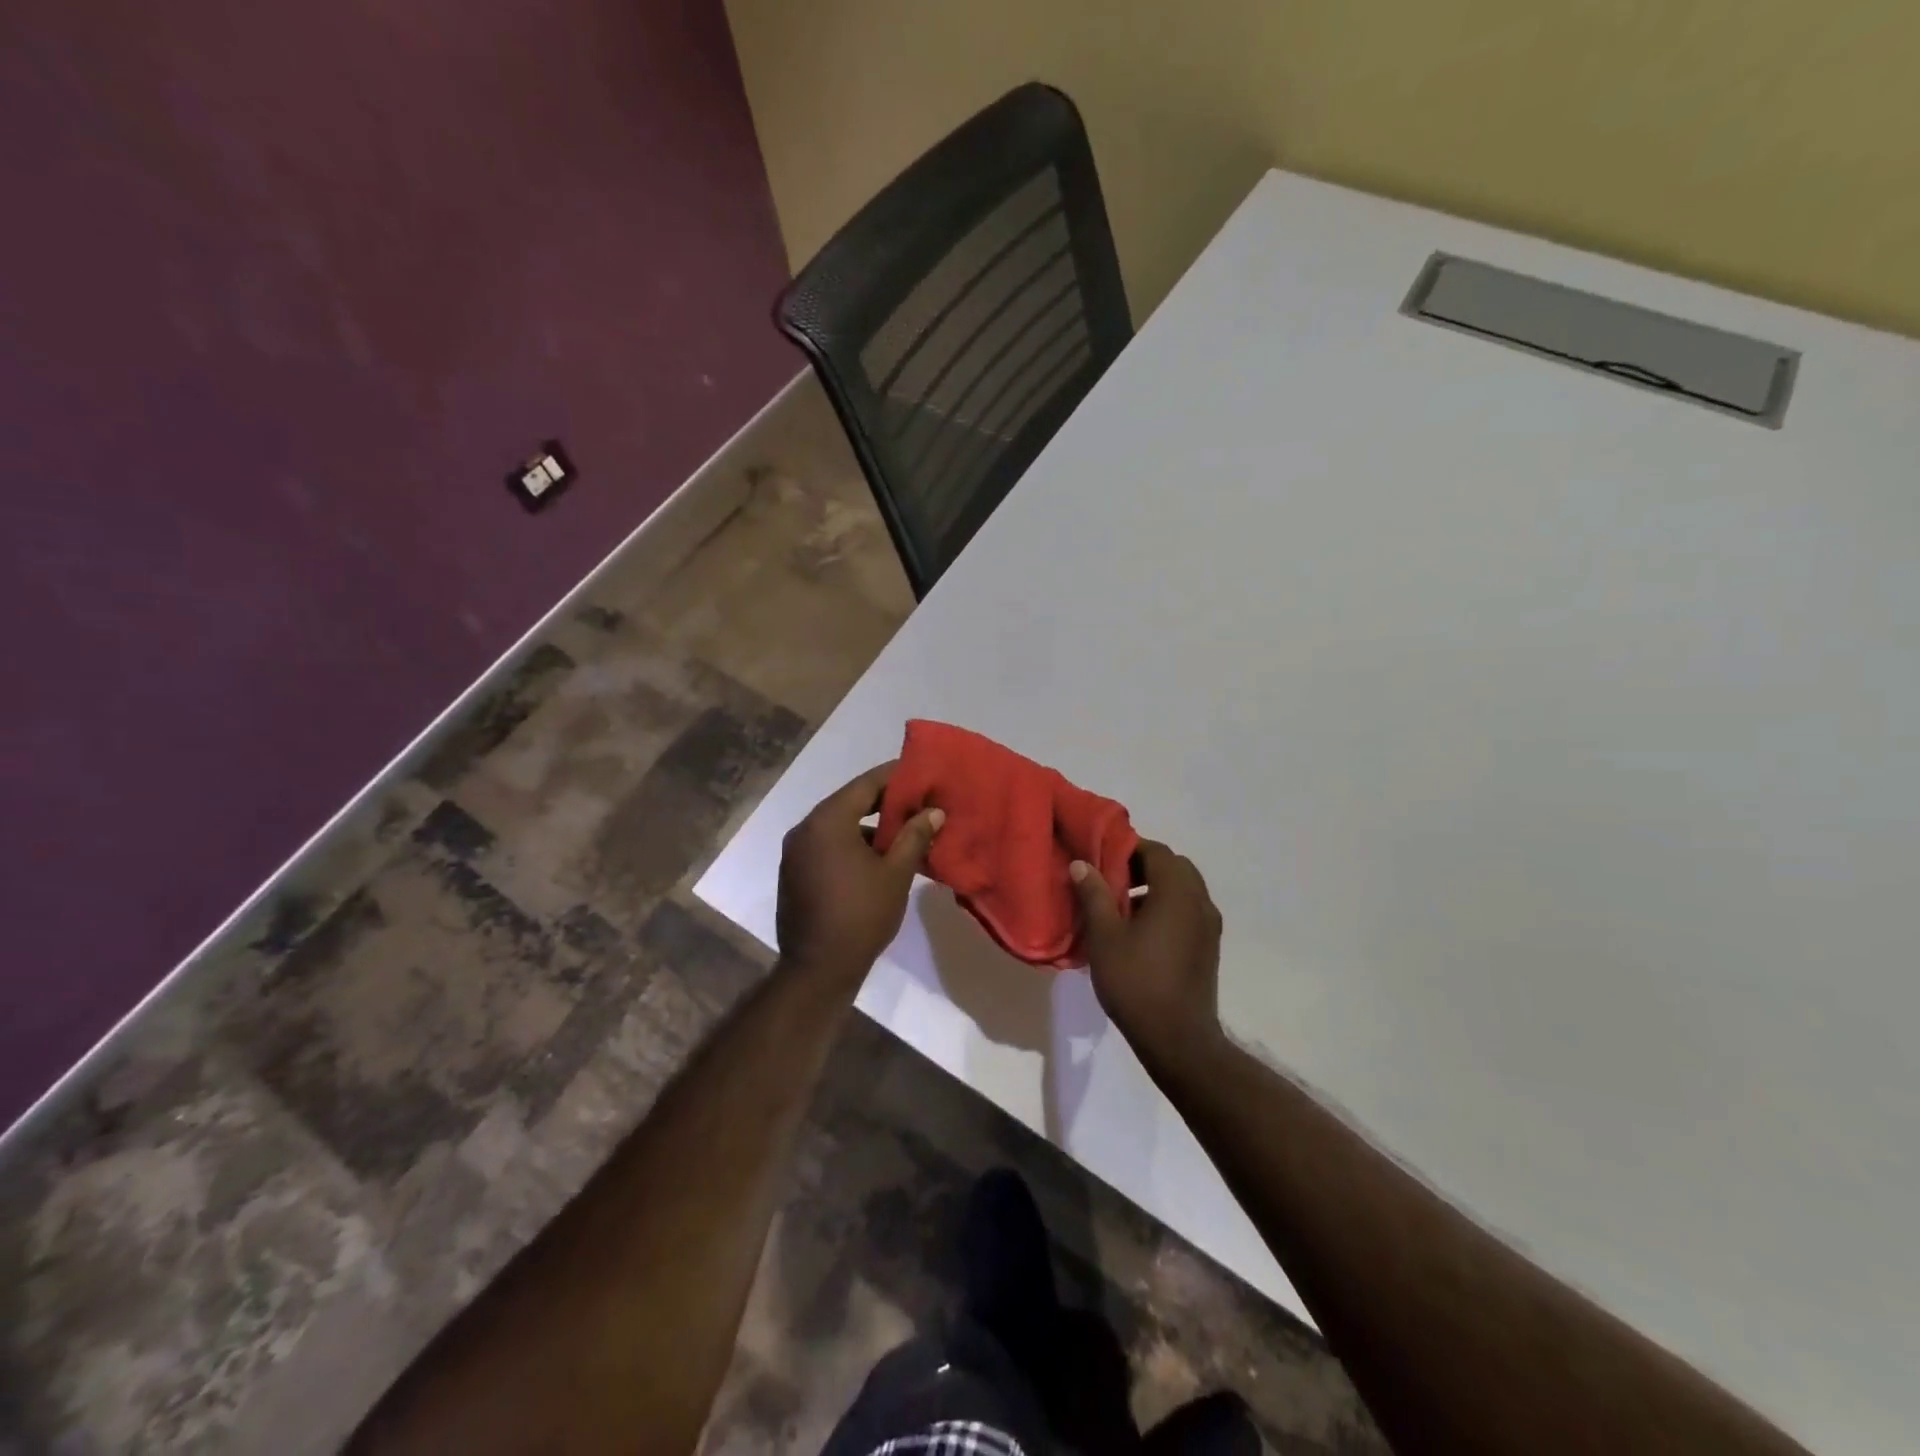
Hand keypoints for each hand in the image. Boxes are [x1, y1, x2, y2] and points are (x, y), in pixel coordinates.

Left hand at [776, 763, 944, 981]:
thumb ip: (914, 836)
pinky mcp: (793, 873)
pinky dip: (849, 844)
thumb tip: (933, 811)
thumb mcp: (896, 873)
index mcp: (828, 821)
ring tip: (901, 834)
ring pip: (837, 826)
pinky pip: (826, 845)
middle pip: (849, 802)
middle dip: (884, 802)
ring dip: (867, 826)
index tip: (919, 773)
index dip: (894, 777)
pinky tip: (874, 859)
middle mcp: (805, 829)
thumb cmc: (861, 915)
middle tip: (917, 803)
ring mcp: (795, 852)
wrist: (818, 969)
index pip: (865, 784)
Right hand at [1070, 841, 1223, 1056]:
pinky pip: (1188, 911)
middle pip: (1174, 867)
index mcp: (1177, 892)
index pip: (1157, 851)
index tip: (1100, 858)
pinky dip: (1166, 907)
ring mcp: (1209, 926)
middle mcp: (1200, 902)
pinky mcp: (1209, 947)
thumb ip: (1094, 895)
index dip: (1128, 848)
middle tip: (1110, 880)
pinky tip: (1140, 932)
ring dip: (1155, 888)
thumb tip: (1083, 865)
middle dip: (1143, 866)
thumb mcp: (1105, 936)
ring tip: (1121, 907)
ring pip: (1183, 889)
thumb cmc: (1136, 982)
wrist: (1177, 1040)